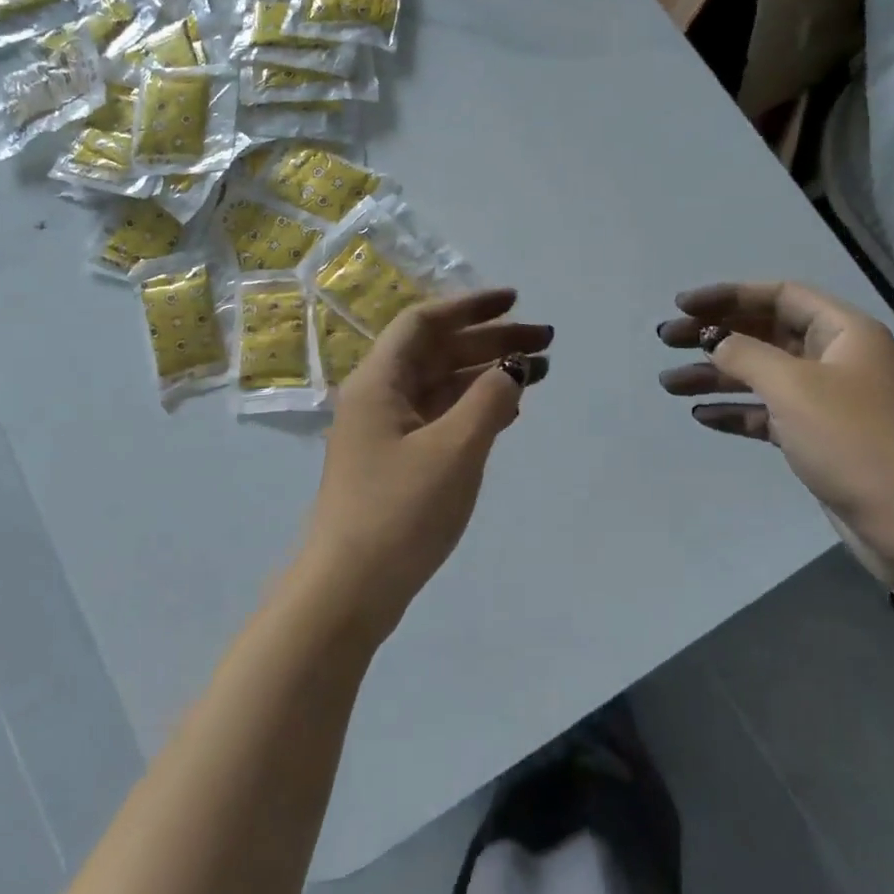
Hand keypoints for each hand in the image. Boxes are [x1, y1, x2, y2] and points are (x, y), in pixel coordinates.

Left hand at [302, 289, 551, 638]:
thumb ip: (489, 400)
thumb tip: (513, 368)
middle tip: (545, 341)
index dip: (470, 306)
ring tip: (538, 372)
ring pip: (443, 386)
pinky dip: (475, 408)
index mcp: (379, 382)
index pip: (424, 323)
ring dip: (487, 374)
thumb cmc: (399, 511)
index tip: (514, 301)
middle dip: (491, 341)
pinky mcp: (399, 462)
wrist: (349, 592)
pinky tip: (509, 411)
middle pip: (439, 352)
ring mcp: (388, 432)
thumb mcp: (454, 449)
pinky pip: (442, 418)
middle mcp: (380, 398)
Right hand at [657, 282, 893, 575]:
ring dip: (715, 376)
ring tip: (668, 383)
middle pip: (763, 333)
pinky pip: (767, 413)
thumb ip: (745, 356)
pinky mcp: (817, 438)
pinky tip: (701, 414)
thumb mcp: (795, 388)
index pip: (778, 295)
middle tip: (666, 339)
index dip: (728, 296)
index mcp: (842, 331)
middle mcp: (834, 358)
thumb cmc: (856, 440)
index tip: (684, 306)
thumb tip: (713, 341)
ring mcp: (826, 400)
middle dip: (714, 335)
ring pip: (760, 375)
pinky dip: (736, 411)